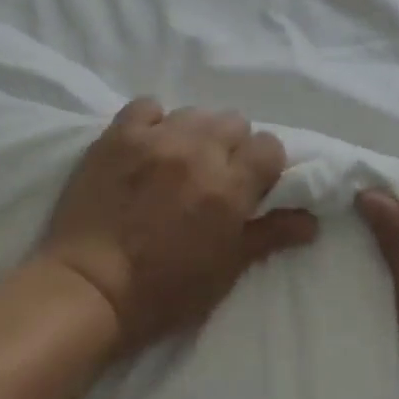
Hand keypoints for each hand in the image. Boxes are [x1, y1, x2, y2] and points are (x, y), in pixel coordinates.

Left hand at [38, 99, 316, 352]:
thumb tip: (312, 220)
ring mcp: (157, 138)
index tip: (251, 184)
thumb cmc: (162, 292)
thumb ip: (270, 235)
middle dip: (231, 146)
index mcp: (230, 188)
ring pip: (195, 113)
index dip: (264, 164)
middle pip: (234, 122)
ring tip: (177, 160)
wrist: (86, 290)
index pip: (269, 146)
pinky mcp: (119, 134)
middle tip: (213, 174)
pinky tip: (147, 145)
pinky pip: (148, 106)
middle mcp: (199, 153)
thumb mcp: (225, 271)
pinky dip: (153, 121)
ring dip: (195, 133)